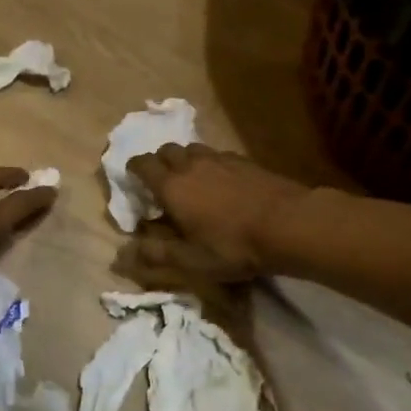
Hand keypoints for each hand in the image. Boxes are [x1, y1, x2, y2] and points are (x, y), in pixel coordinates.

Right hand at [124, 145, 310, 283]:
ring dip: (186, 160)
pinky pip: (218, 155)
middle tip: (162, 182)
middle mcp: (192, 164)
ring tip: (192, 179)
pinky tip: (223, 182)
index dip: (133, 169)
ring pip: (193, 149)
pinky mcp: (245, 161)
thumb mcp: (191, 261)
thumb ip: (156, 255)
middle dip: (159, 162)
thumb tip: (121, 255)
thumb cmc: (233, 246)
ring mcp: (220, 159)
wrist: (289, 224)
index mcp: (172, 186)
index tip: (133, 179)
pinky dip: (212, 164)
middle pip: (167, 150)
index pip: (142, 164)